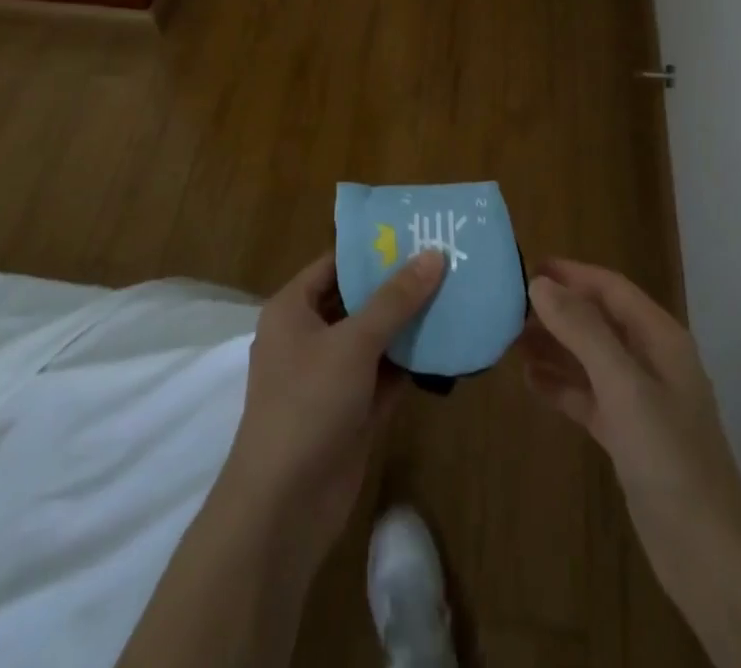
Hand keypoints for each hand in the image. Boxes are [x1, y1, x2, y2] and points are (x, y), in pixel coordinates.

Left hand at [218, 249, 445, 569]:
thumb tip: (434, 255)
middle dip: (398, 285)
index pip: (335, 264)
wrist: (284, 508)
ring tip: (456, 293)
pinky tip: (448, 343)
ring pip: (375, 338)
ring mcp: (331, 376)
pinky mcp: (353, 410)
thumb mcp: (353, 343)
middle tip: (446, 260)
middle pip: (358, 299)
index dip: (373, 249)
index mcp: (293, 309)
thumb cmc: (308, 404)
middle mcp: (309, 336)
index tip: (416, 233)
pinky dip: (411, 361)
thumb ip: (395, 300)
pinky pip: (385, 374)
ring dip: (409, 323)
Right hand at [522, 260, 740, 592]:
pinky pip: (587, 395)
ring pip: (589, 357)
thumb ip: (582, 330)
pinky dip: (560, 385)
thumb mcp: (623, 385)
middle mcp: (651, 361)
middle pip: (598, 320)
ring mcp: (640, 400)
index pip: (611, 288)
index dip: (571, 274)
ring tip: (508, 338)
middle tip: (507, 305)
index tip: (525, 267)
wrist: (708, 554)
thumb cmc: (669, 456)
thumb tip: (540, 284)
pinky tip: (528, 381)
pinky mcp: (627, 435)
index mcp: (660, 338)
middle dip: (557, 310)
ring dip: (554, 345)